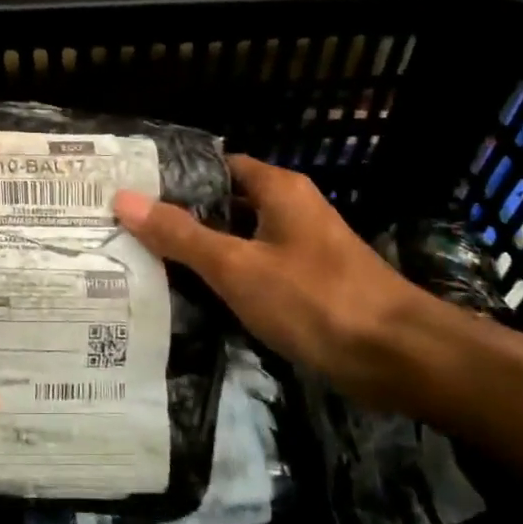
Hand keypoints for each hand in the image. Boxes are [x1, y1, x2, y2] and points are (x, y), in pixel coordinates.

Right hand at [113, 155, 424, 402]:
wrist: (399, 357)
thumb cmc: (315, 299)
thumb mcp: (237, 266)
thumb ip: (181, 235)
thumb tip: (124, 199)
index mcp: (278, 189)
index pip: (216, 166)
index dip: (175, 177)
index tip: (132, 192)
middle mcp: (291, 209)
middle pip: (225, 203)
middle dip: (182, 217)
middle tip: (128, 231)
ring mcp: (302, 248)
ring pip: (240, 239)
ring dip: (203, 250)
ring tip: (146, 262)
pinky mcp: (308, 284)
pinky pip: (256, 270)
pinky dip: (227, 278)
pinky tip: (193, 297)